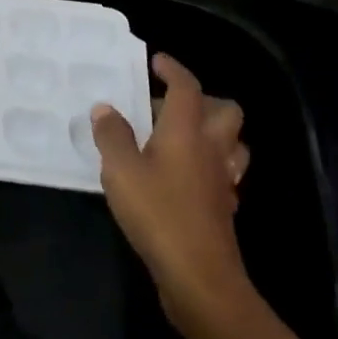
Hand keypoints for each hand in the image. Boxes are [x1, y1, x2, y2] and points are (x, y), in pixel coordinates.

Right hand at [92, 52, 251, 327]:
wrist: (199, 277)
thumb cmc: (158, 213)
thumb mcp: (120, 170)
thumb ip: (112, 135)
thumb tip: (105, 108)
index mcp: (187, 130)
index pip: (187, 87)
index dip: (173, 69)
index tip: (157, 61)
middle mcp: (212, 148)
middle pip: (226, 111)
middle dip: (204, 100)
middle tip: (170, 107)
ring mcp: (223, 180)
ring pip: (232, 143)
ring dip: (213, 134)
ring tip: (179, 139)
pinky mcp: (223, 208)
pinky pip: (225, 175)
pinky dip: (209, 168)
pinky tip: (184, 178)